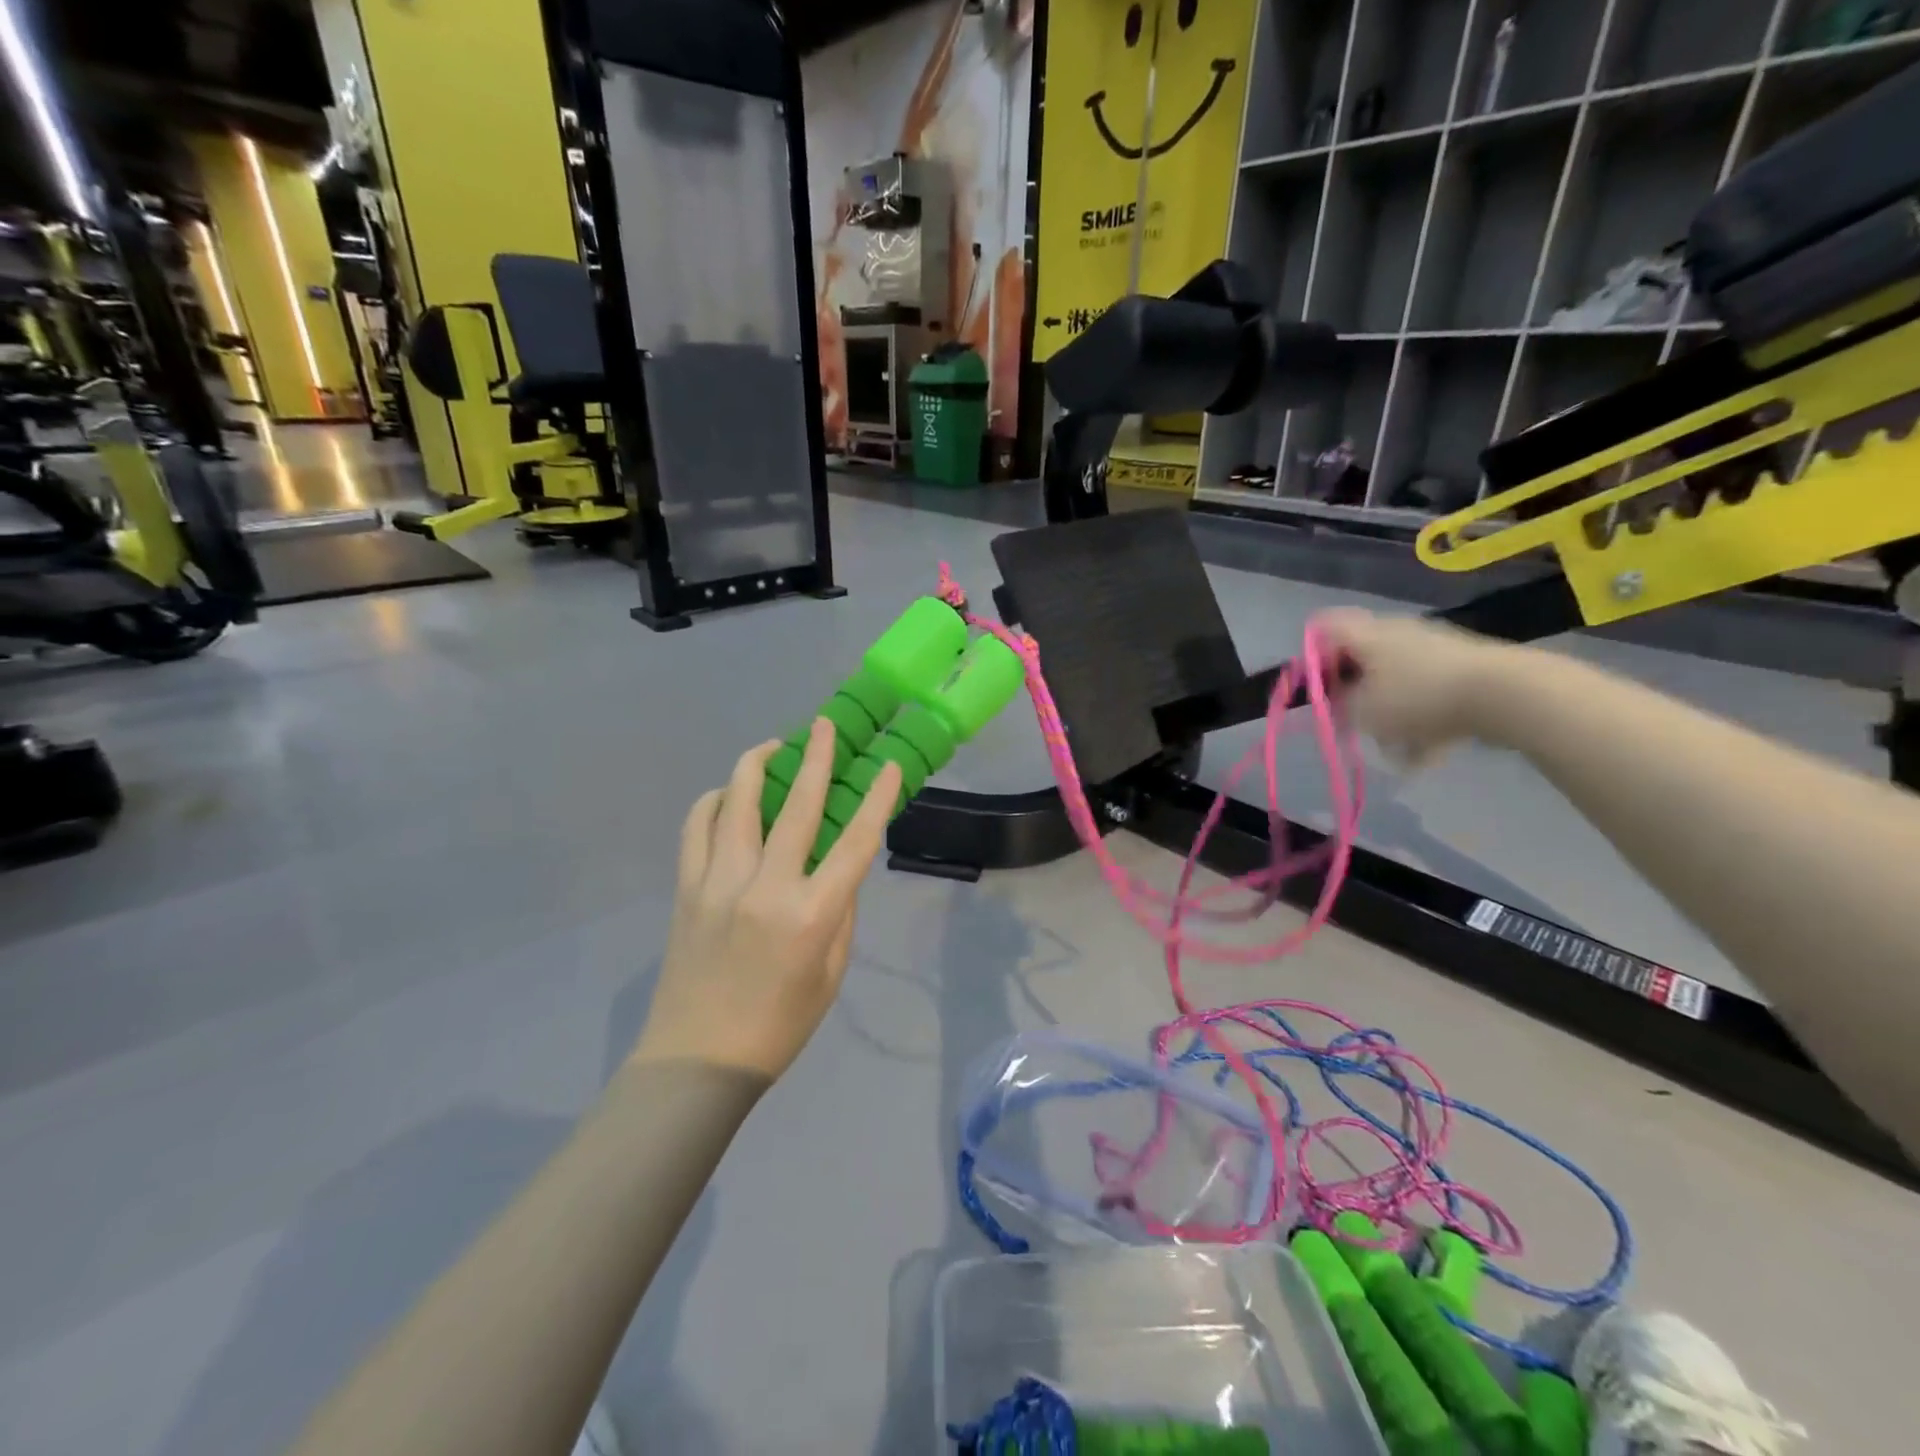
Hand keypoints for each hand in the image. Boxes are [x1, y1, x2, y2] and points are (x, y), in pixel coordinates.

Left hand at [634, 720, 903, 1080]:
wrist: (698, 1058)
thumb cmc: (780, 1025)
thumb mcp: (831, 972)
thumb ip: (840, 911)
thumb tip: (838, 867)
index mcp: (812, 915)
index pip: (855, 842)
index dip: (876, 799)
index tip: (887, 765)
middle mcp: (765, 887)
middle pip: (796, 806)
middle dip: (815, 757)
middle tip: (824, 725)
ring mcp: (718, 882)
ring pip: (736, 802)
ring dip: (757, 765)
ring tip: (774, 748)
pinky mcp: (687, 887)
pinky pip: (697, 826)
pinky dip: (715, 801)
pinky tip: (728, 796)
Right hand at [1311, 608, 1515, 767]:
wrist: (1506, 694)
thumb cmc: (1418, 698)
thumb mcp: (1363, 712)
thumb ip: (1339, 707)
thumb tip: (1335, 704)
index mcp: (1367, 634)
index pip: (1323, 628)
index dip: (1312, 657)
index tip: (1315, 689)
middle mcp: (1397, 633)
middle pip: (1362, 661)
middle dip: (1355, 695)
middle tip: (1353, 723)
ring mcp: (1433, 648)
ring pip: (1396, 684)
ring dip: (1391, 716)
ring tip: (1396, 751)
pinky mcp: (1463, 668)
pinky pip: (1429, 696)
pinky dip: (1423, 722)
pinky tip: (1426, 755)